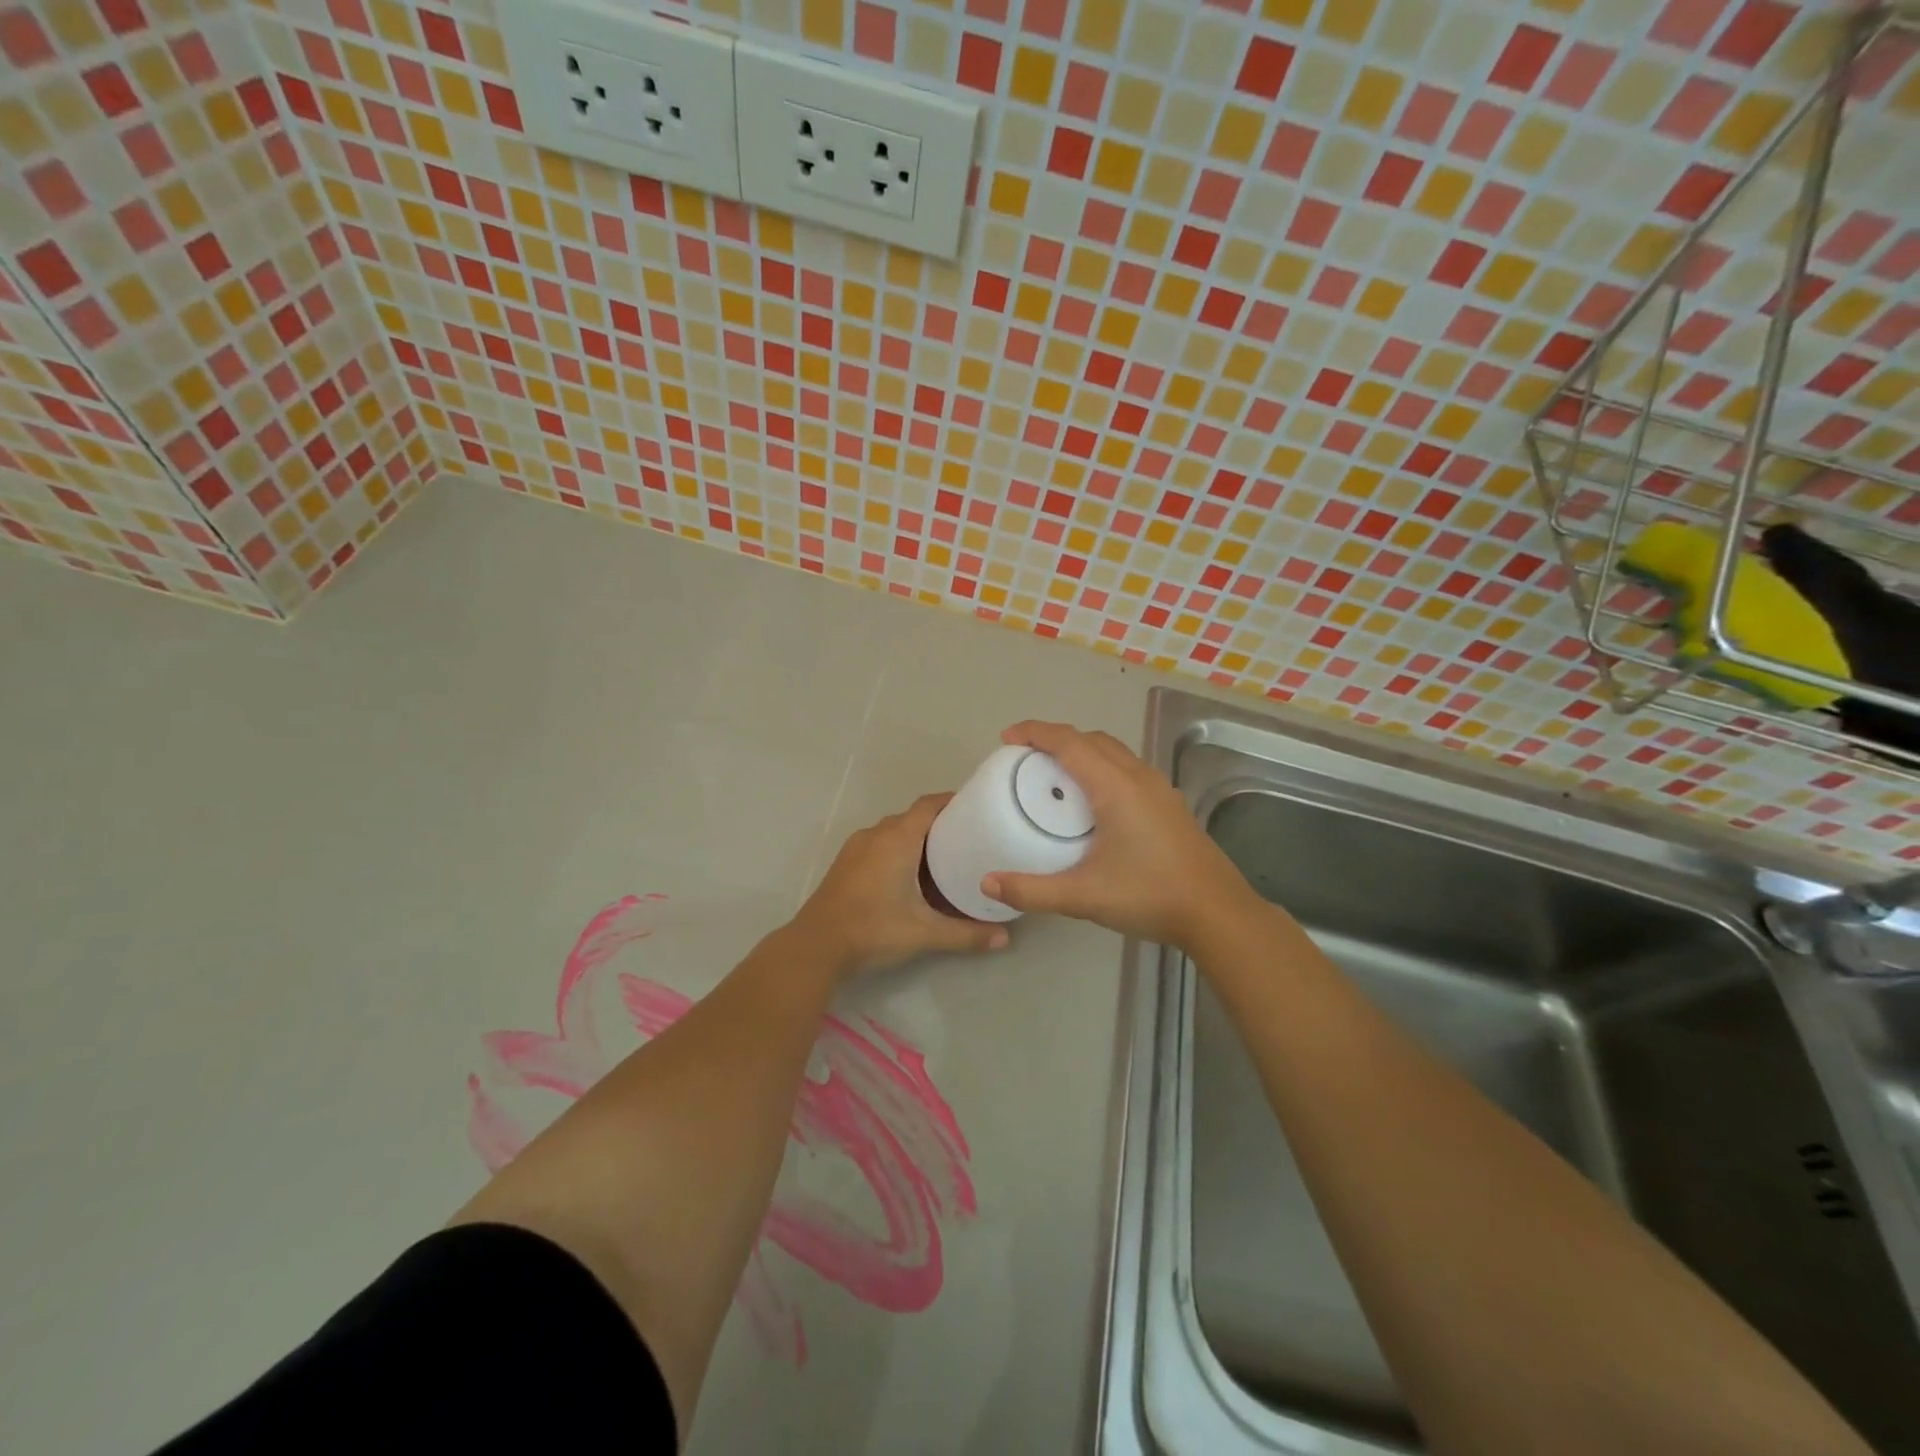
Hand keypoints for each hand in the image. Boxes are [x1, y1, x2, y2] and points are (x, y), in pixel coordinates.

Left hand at [795, 793, 1009, 976]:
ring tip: (945, 859)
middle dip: (940, 825)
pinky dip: (898, 851)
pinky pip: (879, 844)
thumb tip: (1004, 938)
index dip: (953, 801)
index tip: (978, 808)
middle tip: (969, 840)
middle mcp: (877, 834)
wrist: (815, 946)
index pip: (929, 804)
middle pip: (914, 818)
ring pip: (894, 832)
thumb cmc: (873, 929)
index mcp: (898, 838)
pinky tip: (911, 877)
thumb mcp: (924, 933)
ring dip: (917, 840)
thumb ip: (966, 934)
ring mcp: (857, 847)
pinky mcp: (846, 863)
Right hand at [979, 721, 1258, 948]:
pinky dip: (1101, 767)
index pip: (1069, 742)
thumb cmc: (1150, 896)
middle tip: (1025, 758)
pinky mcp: (1169, 804)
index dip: (1036, 732)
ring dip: (1082, 751)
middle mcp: (1138, 777)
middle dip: (1056, 739)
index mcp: (1116, 787)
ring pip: (1114, 752)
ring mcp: (1159, 789)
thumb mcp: (1084, 896)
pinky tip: (1093, 802)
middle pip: (1092, 739)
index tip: (1008, 737)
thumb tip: (987, 883)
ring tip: (1055, 775)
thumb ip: (1032, 890)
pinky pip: (1127, 768)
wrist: (1217, 913)